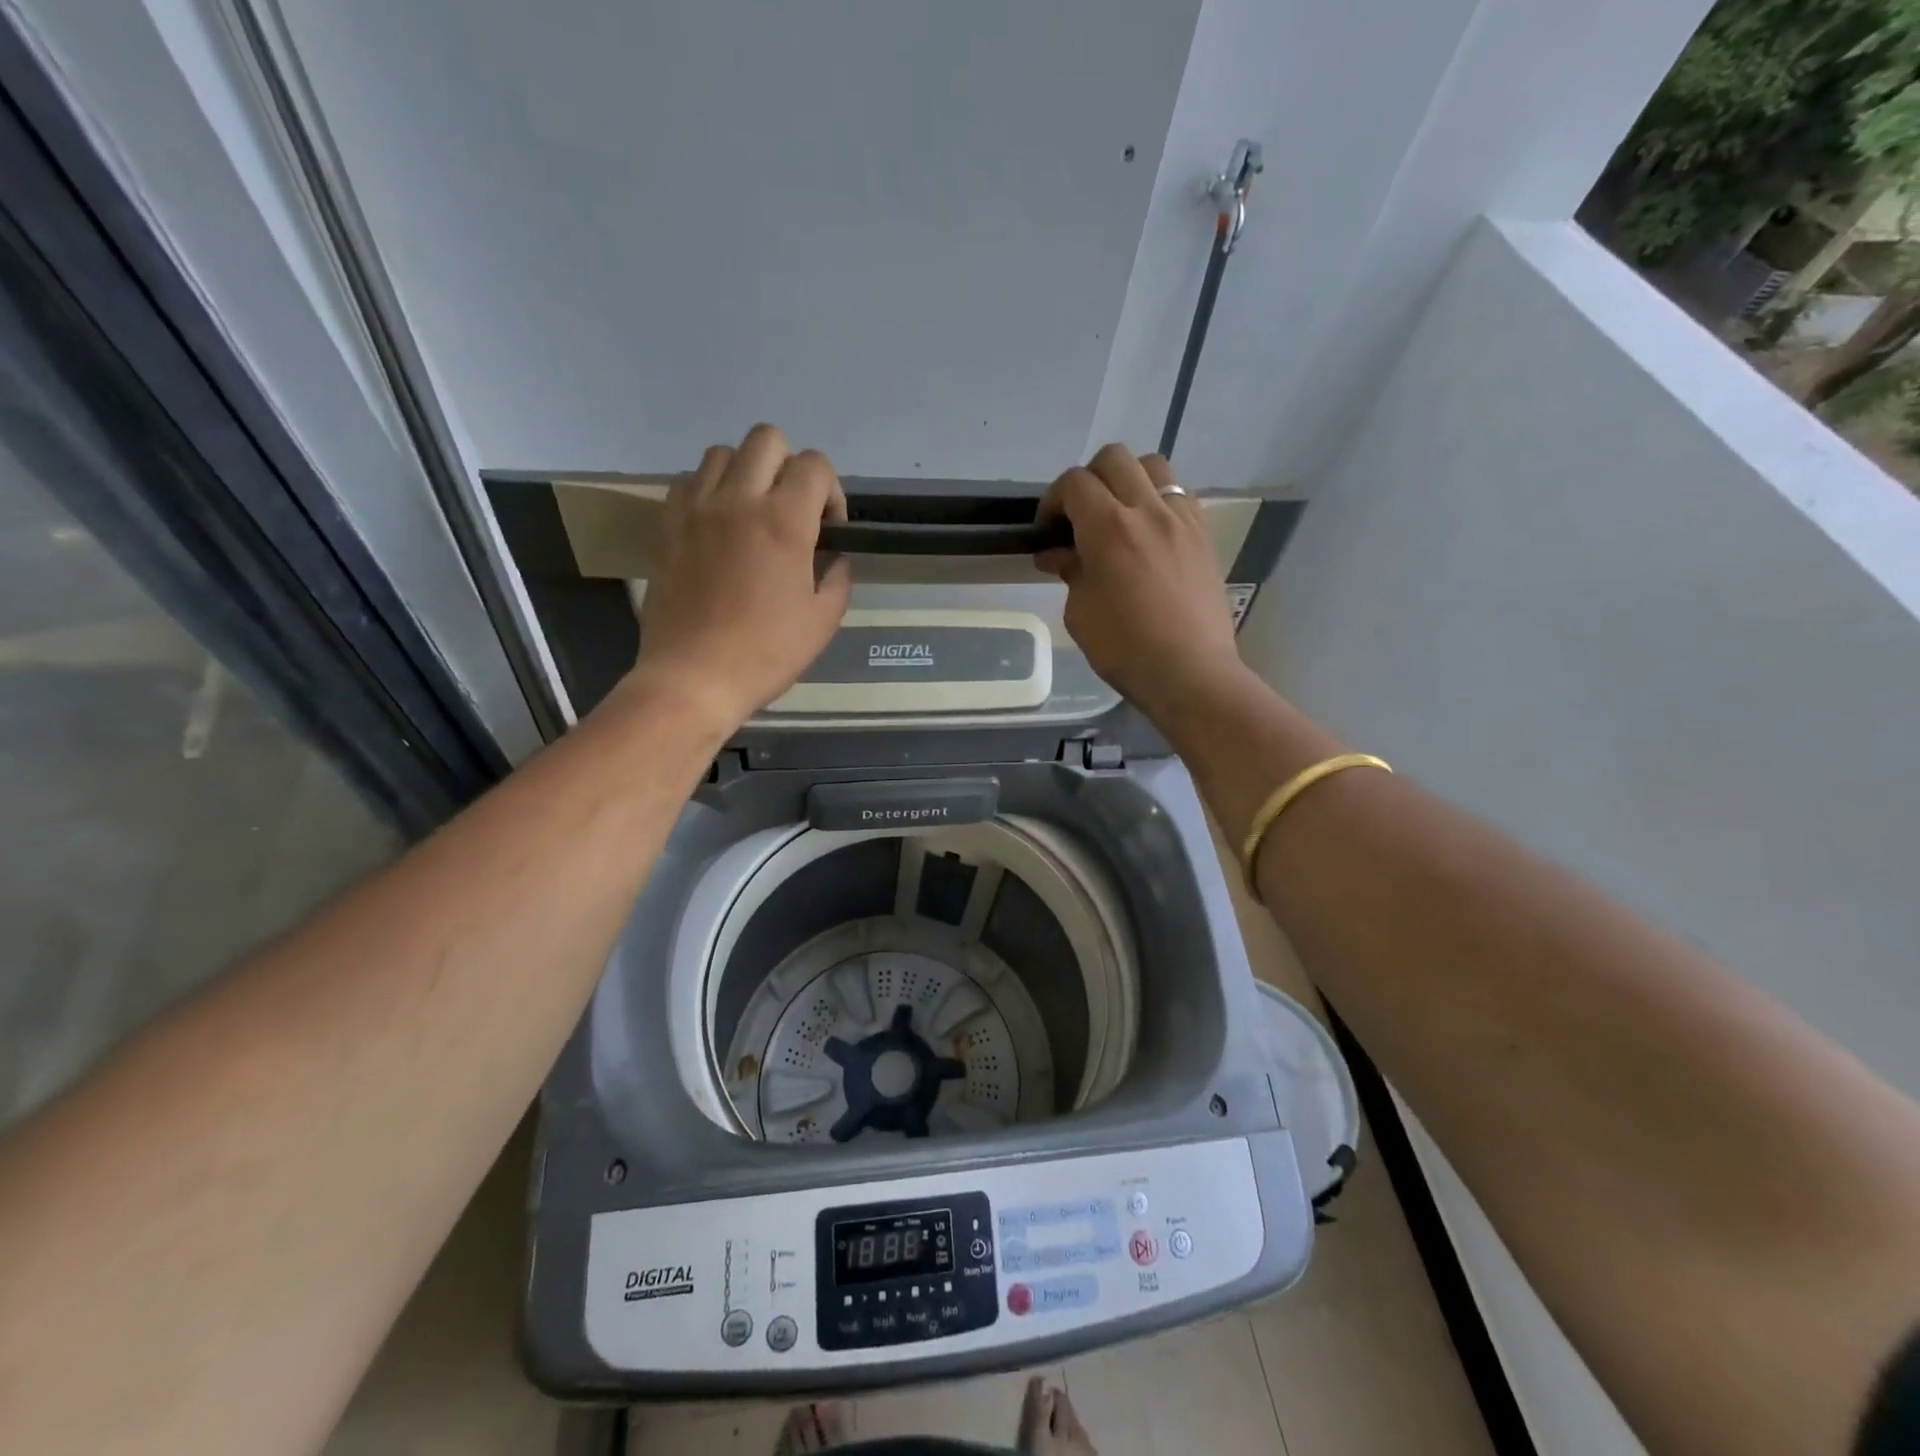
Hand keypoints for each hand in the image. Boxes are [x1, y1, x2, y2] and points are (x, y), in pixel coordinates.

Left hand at [630, 424, 851, 730]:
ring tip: (751, 515)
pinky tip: (717, 526)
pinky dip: (708, 490)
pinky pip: (688, 481)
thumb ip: (837, 576)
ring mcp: (696, 509)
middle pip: (767, 439)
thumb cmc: (766, 653)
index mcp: (784, 521)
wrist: (694, 677)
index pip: (815, 464)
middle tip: (792, 512)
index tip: (828, 529)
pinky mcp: (667, 525)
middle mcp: (738, 500)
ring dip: (747, 473)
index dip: (831, 491)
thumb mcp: (823, 620)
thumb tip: (832, 556)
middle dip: (790, 467)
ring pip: (723, 453)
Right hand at [1036, 444, 1245, 721]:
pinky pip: (1179, 494)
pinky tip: (1150, 533)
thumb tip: (1058, 554)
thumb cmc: (1125, 650)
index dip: (1052, 500)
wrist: (1191, 673)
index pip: (1074, 483)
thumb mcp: (1081, 614)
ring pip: (1153, 466)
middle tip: (1080, 515)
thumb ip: (1071, 572)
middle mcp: (1148, 510)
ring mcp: (1182, 519)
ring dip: (1129, 480)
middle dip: (1089, 479)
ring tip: (1119, 514)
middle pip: (1114, 459)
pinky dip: (1158, 500)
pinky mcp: (1204, 534)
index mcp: (1109, 529)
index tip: (1047, 529)